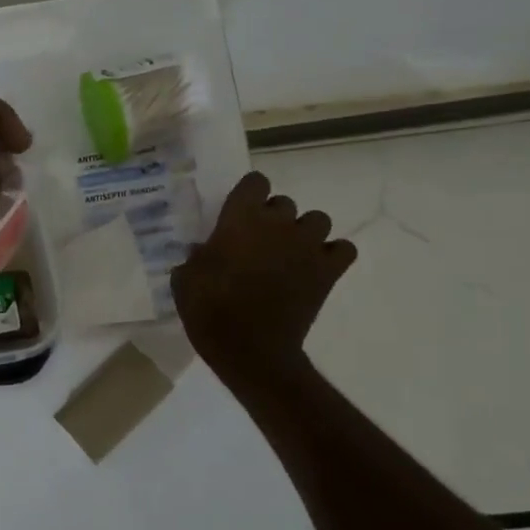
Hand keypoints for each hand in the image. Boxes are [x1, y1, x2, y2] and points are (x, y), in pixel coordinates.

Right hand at [173, 171, 356, 376]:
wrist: (249, 349)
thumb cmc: (209, 309)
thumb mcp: (185, 279)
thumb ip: (197, 257)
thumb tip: (204, 251)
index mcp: (240, 217)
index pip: (255, 181)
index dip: (249, 194)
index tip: (239, 213)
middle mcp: (277, 223)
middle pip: (284, 202)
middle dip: (274, 218)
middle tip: (259, 242)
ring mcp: (307, 246)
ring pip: (318, 220)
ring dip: (305, 232)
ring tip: (291, 253)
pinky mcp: (328, 271)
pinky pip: (343, 249)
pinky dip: (332, 254)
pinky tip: (316, 267)